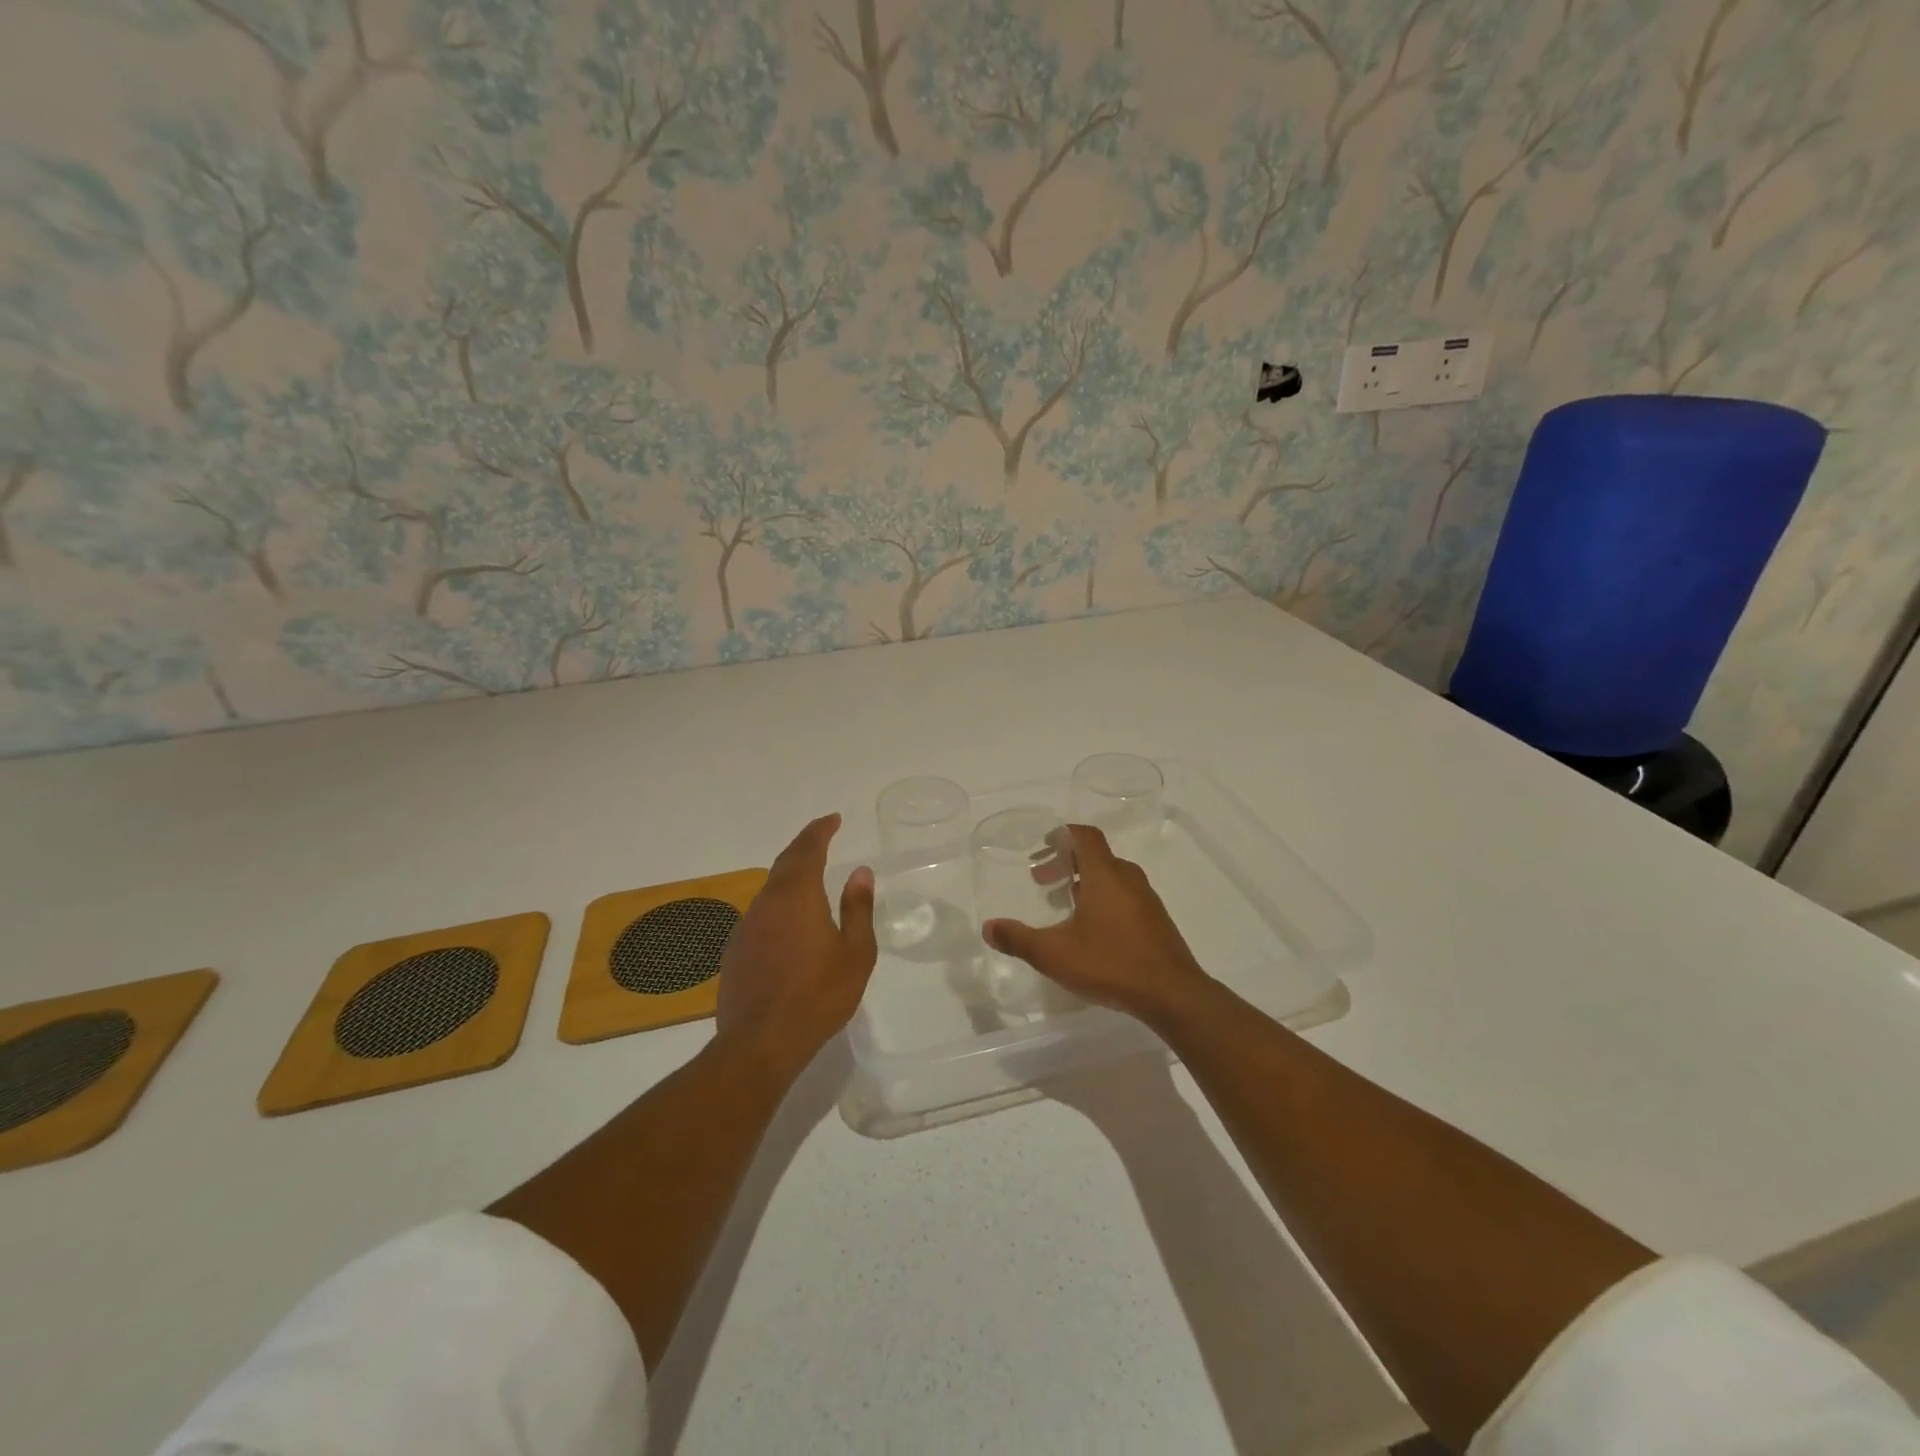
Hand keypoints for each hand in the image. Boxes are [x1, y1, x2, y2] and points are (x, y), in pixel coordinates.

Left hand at [716, 814, 877, 1064]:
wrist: (761, 1042)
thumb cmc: (819, 995)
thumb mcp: (855, 952)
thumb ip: (858, 908)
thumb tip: (861, 872)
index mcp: (797, 896)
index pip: (808, 849)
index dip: (820, 830)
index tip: (833, 819)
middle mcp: (767, 903)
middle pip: (785, 863)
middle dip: (804, 846)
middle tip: (822, 837)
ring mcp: (746, 926)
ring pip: (770, 889)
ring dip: (790, 875)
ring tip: (810, 877)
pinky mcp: (736, 950)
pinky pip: (761, 914)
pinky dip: (778, 904)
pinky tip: (790, 923)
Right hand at [983, 824, 1212, 1026]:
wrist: (1172, 994)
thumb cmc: (1111, 963)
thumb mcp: (1055, 954)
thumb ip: (1019, 939)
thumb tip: (988, 928)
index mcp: (1104, 874)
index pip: (1085, 836)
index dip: (1062, 834)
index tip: (1043, 845)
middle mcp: (1127, 878)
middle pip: (1095, 855)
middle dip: (1066, 862)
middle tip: (1042, 879)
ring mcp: (1146, 899)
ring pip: (1111, 876)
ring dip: (1085, 881)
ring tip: (1063, 903)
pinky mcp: (1156, 920)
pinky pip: (1125, 895)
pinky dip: (1104, 898)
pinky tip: (1092, 929)